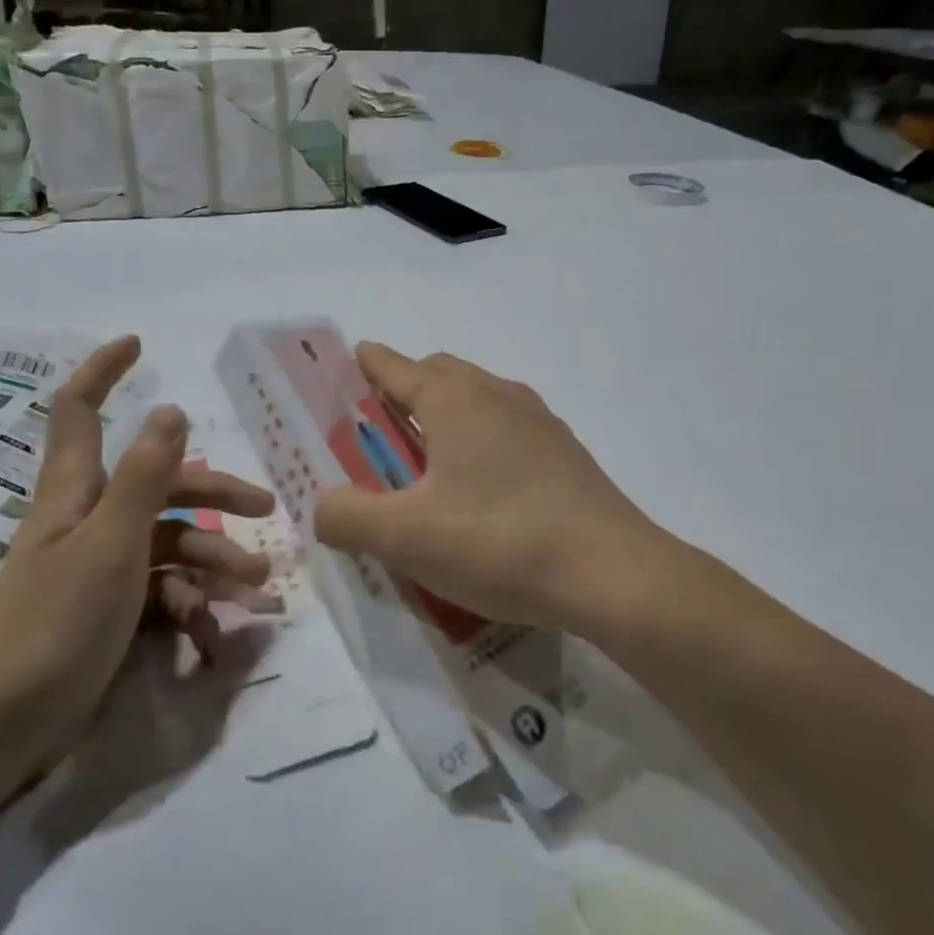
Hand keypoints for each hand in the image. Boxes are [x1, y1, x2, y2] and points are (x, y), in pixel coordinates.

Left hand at [0, 337, 274, 811]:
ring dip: (214, 562)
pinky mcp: (111, 614)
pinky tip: (214, 636)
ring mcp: (102, 570)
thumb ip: (144, 477)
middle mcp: (90, 522)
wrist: (0, 731)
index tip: (138, 346)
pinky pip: (164, 594)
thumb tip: (170, 409)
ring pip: (171, 545)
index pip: (79, 412)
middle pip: (158, 486)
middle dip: (213, 494)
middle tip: (265, 509)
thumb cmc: (53, 624)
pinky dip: (192, 609)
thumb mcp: (111, 544)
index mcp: (76, 494)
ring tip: (253, 589)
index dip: (103, 373)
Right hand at [313, 343, 670, 640]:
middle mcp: (498, 394)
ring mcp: (539, 421)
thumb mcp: (405, 538)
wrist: (611, 573)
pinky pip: (508, 429)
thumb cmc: (499, 542)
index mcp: (455, 400)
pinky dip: (481, 440)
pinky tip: (481, 488)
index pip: (396, 367)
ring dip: (446, 415)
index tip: (350, 361)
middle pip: (440, 375)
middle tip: (380, 427)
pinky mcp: (565, 452)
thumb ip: (347, 517)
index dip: (368, 364)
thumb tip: (322, 505)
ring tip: (427, 459)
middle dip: (405, 388)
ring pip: (479, 400)